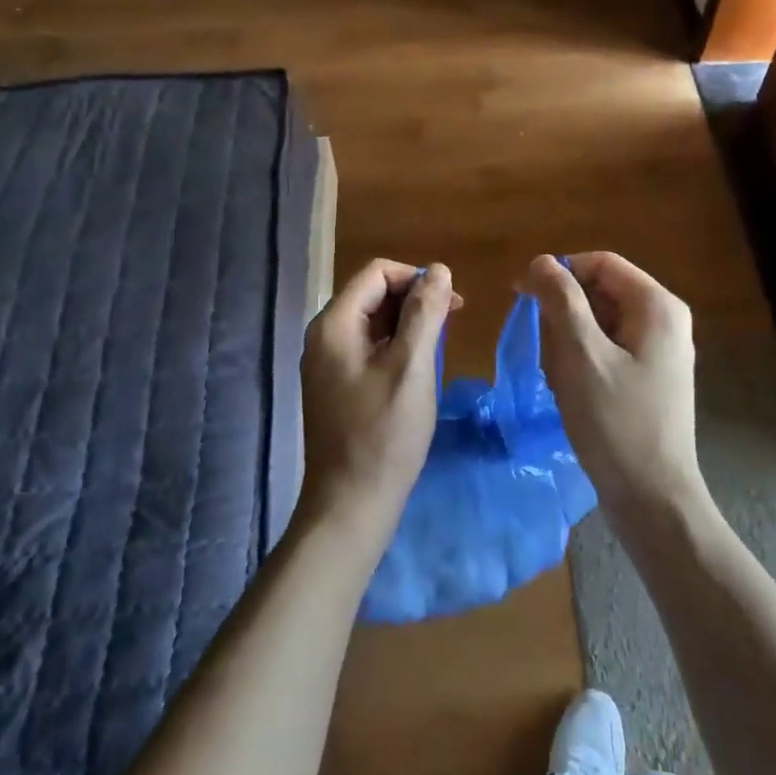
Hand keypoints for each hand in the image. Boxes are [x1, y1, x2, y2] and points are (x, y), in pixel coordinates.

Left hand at [300, 259, 459, 540]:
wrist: (351, 505)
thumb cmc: (384, 433)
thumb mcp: (412, 367)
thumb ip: (425, 313)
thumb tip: (438, 269)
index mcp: (334, 324)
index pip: (377, 273)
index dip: (416, 278)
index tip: (450, 304)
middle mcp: (323, 337)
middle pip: (372, 294)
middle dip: (414, 300)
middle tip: (452, 324)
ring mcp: (327, 364)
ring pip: (372, 322)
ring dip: (408, 324)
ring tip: (440, 347)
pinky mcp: (336, 386)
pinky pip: (368, 348)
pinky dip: (396, 347)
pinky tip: (418, 370)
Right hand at [525, 252, 703, 520]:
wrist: (652, 498)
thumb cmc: (616, 422)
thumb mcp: (581, 355)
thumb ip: (560, 300)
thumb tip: (541, 261)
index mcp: (657, 306)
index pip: (600, 263)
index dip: (559, 273)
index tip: (522, 296)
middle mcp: (665, 320)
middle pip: (601, 291)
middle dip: (564, 314)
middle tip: (543, 349)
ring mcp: (660, 351)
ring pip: (600, 322)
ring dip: (569, 341)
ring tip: (557, 376)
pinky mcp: (650, 376)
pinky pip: (607, 349)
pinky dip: (582, 360)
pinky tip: (569, 389)